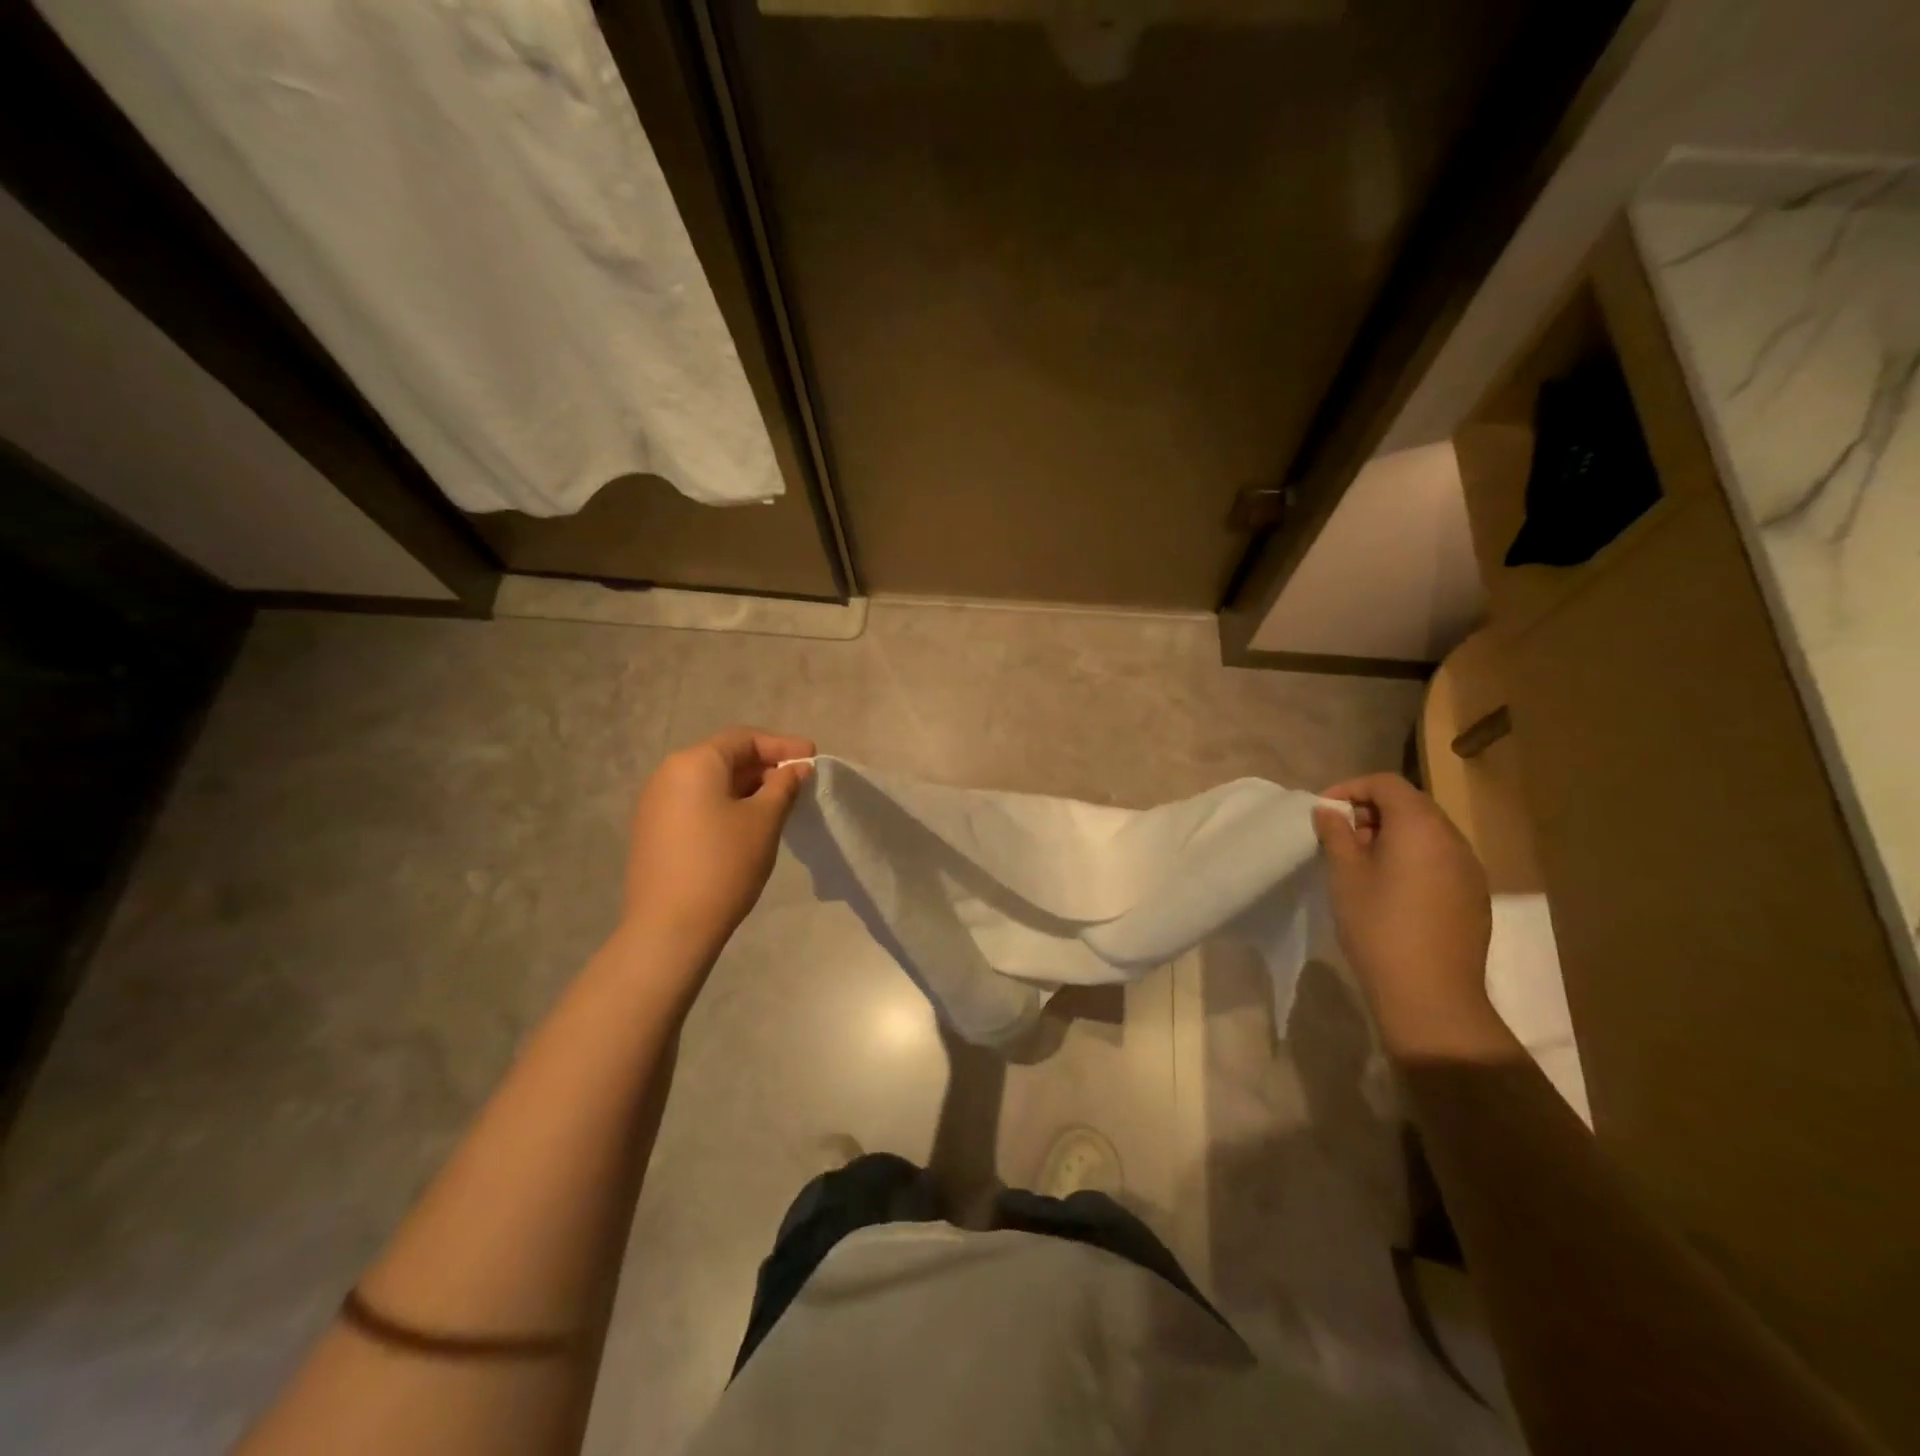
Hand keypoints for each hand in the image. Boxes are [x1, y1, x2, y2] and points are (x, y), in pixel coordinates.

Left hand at [623, 727, 814, 952]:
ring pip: (711, 783)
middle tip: (800, 782)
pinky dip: (726, 805)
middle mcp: (668, 774)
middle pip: (725, 757)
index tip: (813, 757)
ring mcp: (656, 804)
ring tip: (779, 804)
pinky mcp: (654, 831)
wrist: (670, 927)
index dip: (782, 745)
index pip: (744, 739)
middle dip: (765, 766)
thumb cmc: (723, 865)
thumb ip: (783, 786)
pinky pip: (697, 803)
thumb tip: (796, 768)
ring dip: (747, 787)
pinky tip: (748, 824)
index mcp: (694, 763)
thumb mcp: (764, 821)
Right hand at [1312, 774, 1503, 1058]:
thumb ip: (1336, 834)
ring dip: (1392, 835)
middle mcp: (1452, 839)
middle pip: (1411, 804)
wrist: (1430, 994)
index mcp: (1420, 826)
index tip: (1325, 812)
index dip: (1351, 788)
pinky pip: (1440, 859)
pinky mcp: (1474, 896)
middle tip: (1340, 838)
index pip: (1386, 784)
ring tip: (1361, 864)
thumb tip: (1329, 812)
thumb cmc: (1378, 926)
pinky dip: (1412, 858)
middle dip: (1371, 812)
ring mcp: (1469, 868)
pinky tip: (1390, 889)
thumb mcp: (1345, 875)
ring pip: (1427, 833)